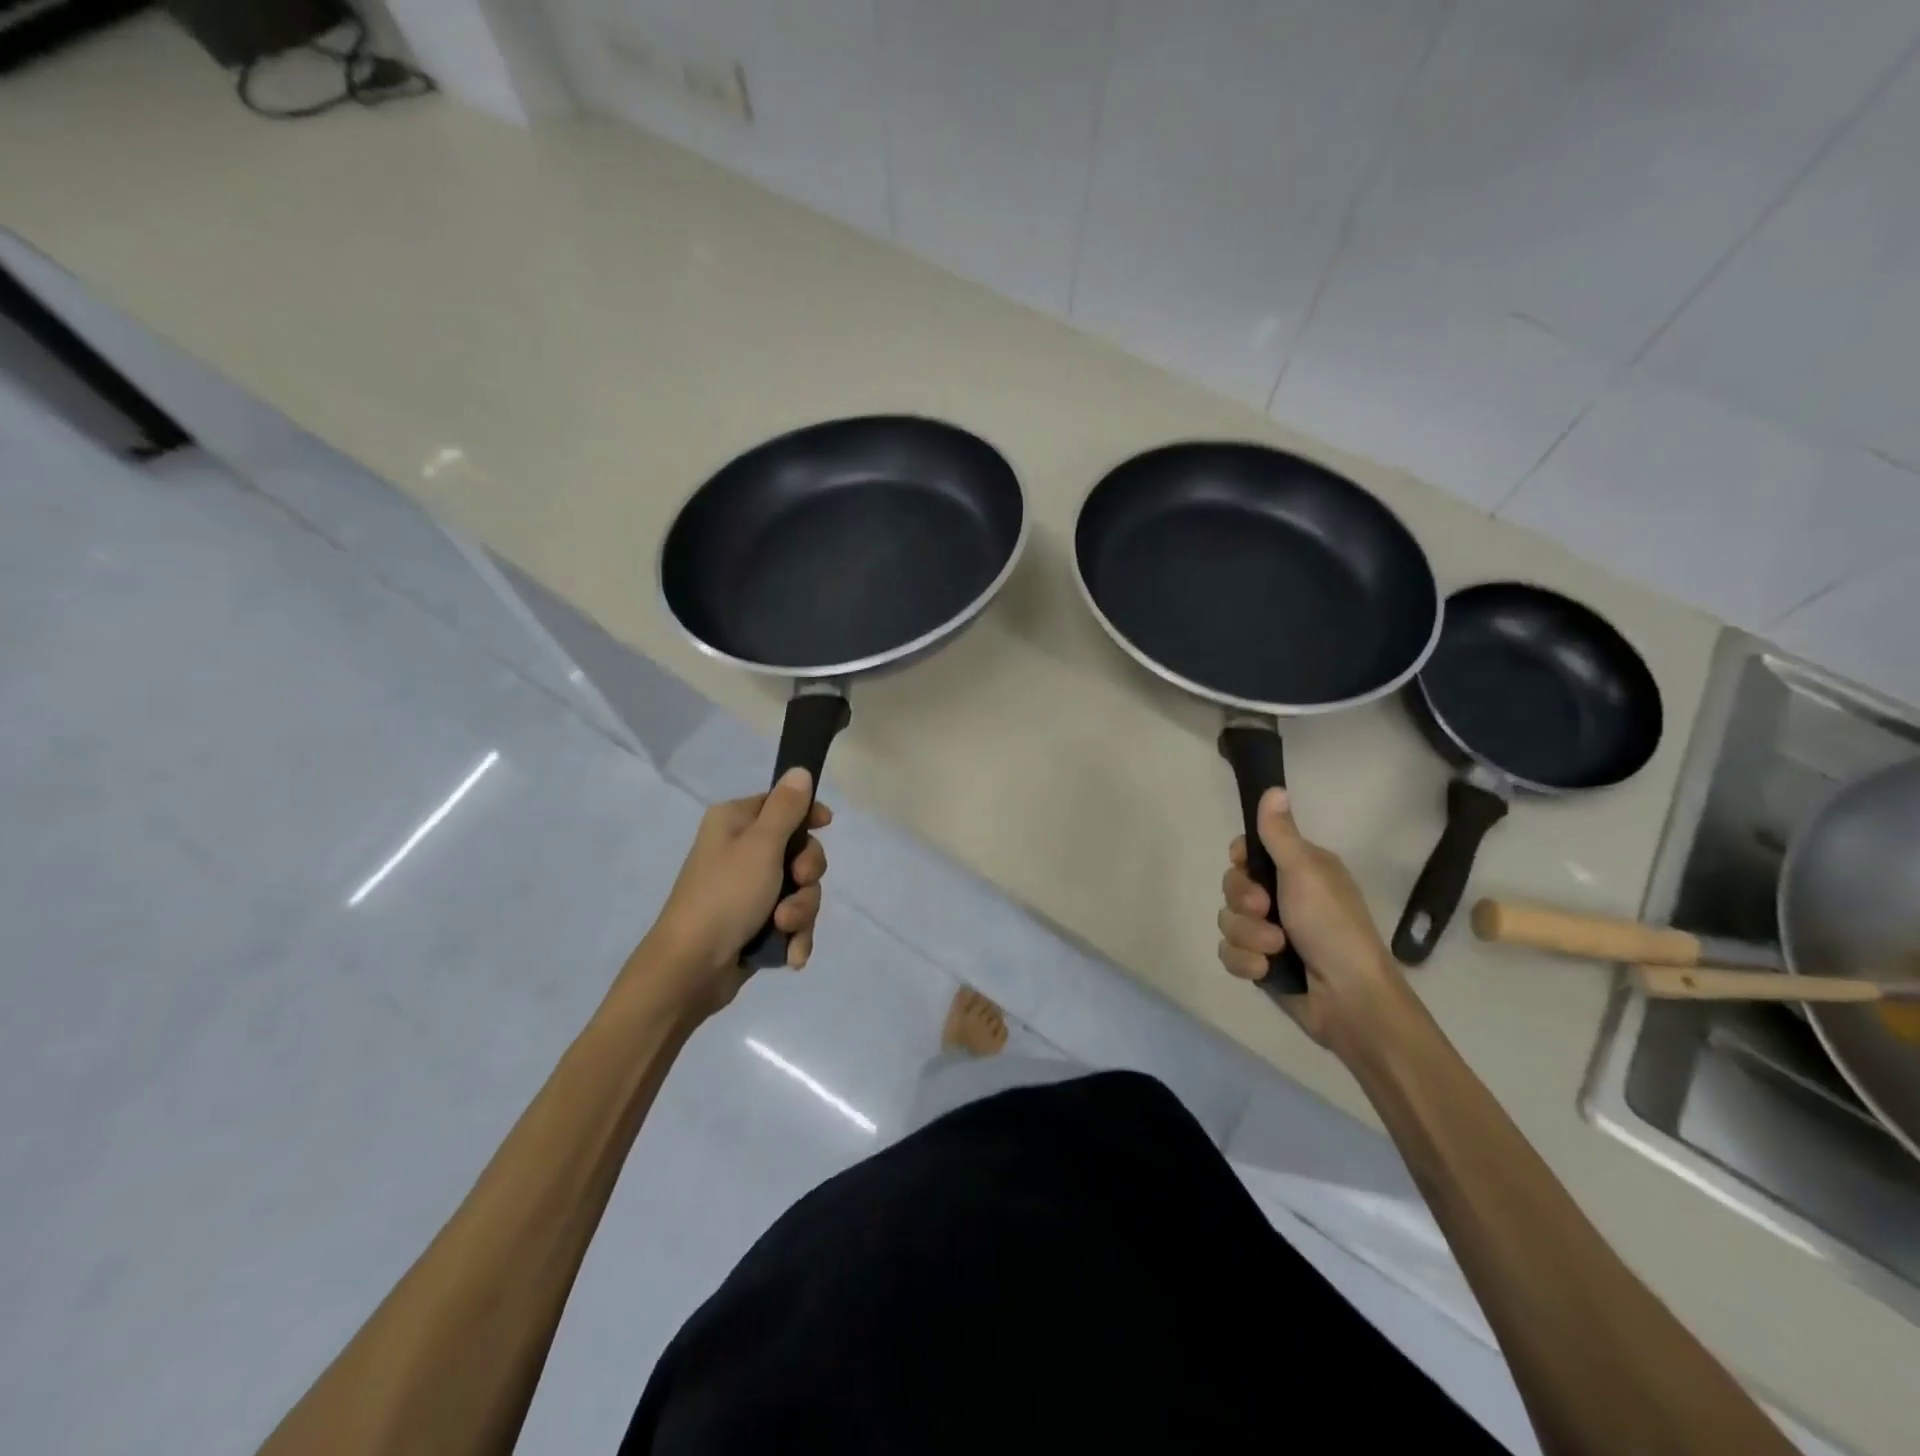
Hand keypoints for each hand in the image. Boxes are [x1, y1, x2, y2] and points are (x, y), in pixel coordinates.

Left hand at [626, 768, 830, 1019]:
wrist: (690, 969)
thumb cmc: (725, 896)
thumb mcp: (761, 846)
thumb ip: (786, 808)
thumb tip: (800, 770)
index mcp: (735, 822)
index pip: (782, 803)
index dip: (808, 814)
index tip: (826, 825)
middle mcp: (741, 851)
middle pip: (799, 849)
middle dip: (807, 874)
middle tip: (797, 883)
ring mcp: (749, 890)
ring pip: (800, 889)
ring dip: (801, 910)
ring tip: (784, 928)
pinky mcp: (756, 923)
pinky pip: (791, 919)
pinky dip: (794, 935)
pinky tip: (791, 954)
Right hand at [1217, 788, 1405, 1053]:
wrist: (1349, 1000)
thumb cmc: (1332, 927)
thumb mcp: (1305, 872)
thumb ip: (1279, 833)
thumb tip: (1273, 787)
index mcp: (1298, 871)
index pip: (1248, 853)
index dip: (1241, 861)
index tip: (1246, 865)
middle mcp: (1283, 898)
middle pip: (1231, 886)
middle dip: (1243, 903)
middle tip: (1266, 911)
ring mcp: (1270, 932)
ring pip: (1228, 922)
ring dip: (1248, 936)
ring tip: (1275, 949)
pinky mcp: (1261, 965)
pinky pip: (1230, 953)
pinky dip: (1246, 963)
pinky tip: (1266, 971)